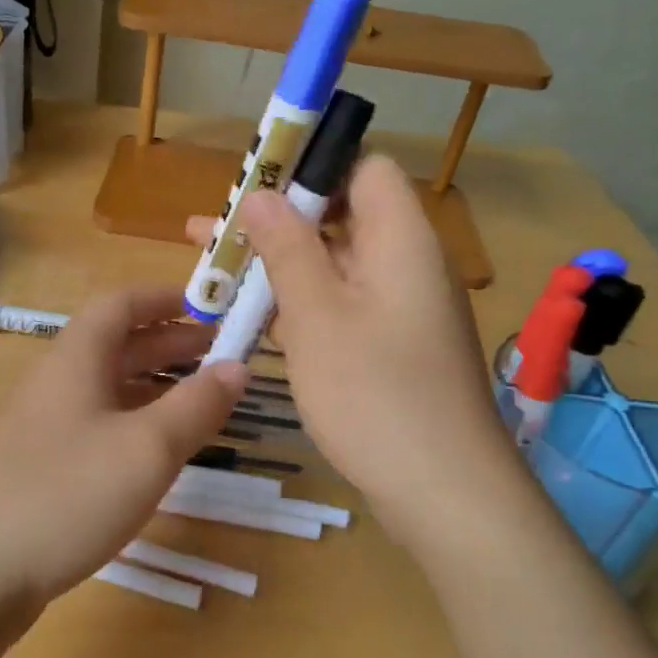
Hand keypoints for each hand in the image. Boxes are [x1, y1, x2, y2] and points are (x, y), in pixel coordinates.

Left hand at [0, 288, 248, 603]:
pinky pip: (94, 421)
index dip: (164, 298)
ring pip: (105, 386)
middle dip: (168, 343)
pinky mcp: (36, 463)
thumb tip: (238, 366)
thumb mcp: (147, 449)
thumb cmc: (67, 496)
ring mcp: (41, 424)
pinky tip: (153, 448)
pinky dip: (132, 419)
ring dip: (153, 383)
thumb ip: (197, 404)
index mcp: (75, 359)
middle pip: (115, 344)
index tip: (208, 306)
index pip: (120, 304)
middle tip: (219, 355)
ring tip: (198, 399)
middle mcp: (54, 381)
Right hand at [185, 156, 508, 520]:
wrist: (444, 491)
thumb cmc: (374, 391)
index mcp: (401, 238)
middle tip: (214, 233)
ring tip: (217, 277)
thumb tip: (261, 193)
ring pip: (336, 268)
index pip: (364, 168)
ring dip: (281, 269)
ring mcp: (403, 310)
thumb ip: (287, 247)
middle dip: (277, 222)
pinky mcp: (394, 349)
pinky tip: (255, 325)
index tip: (255, 184)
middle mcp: (408, 264)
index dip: (312, 167)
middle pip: (341, 218)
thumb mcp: (316, 314)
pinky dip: (302, 308)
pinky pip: (343, 308)